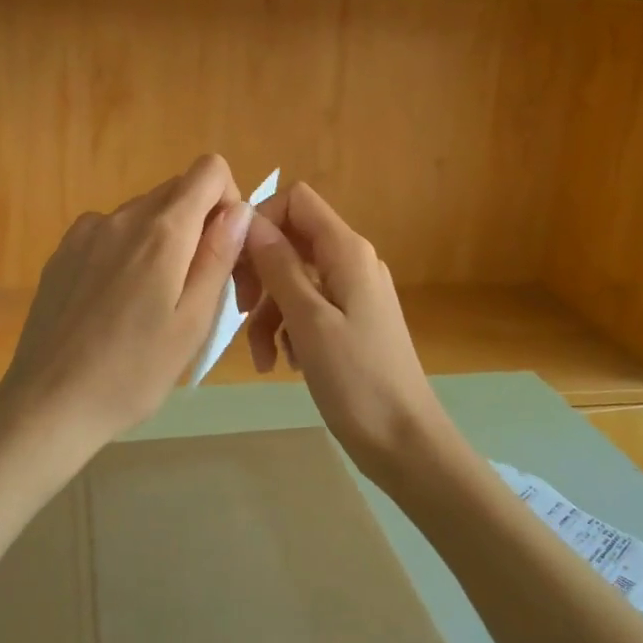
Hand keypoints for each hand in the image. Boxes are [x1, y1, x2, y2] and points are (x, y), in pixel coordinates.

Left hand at [0, 155, 251, 453]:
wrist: (47, 404)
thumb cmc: (132, 373)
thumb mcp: (193, 322)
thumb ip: (219, 256)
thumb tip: (240, 209)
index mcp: (162, 231)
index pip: (209, 169)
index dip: (229, 200)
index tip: (226, 248)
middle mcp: (122, 216)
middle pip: (178, 190)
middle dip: (200, 225)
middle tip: (199, 286)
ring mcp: (86, 231)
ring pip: (145, 213)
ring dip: (164, 240)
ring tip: (154, 302)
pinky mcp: (63, 251)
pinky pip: (112, 232)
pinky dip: (129, 250)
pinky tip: (117, 302)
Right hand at [234, 182, 452, 483]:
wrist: (406, 443)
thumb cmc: (357, 380)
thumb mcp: (309, 320)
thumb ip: (280, 266)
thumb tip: (251, 221)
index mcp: (347, 251)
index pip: (297, 200)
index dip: (262, 219)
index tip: (236, 259)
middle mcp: (352, 261)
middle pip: (292, 240)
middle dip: (260, 272)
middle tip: (241, 310)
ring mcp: (354, 292)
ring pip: (295, 278)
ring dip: (270, 311)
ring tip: (262, 357)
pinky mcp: (352, 321)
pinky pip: (309, 307)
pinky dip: (289, 328)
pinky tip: (283, 363)